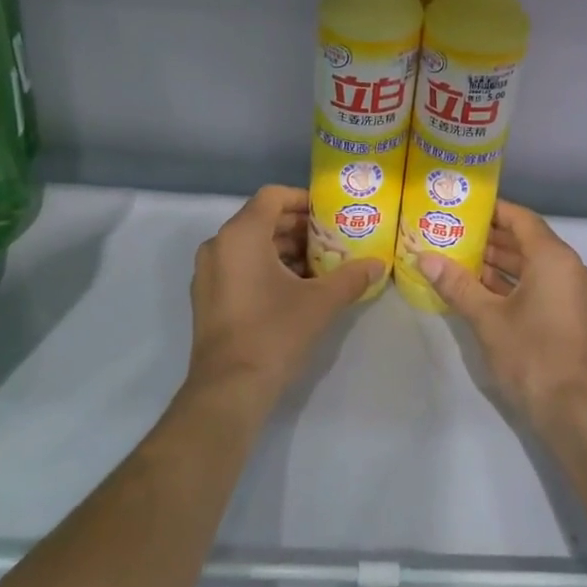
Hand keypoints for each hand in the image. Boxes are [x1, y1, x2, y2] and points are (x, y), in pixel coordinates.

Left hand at [188, 185, 379, 406]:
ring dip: (284, 249)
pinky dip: (266, 266)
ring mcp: (208, 273)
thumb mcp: (321, 302)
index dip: (302, 199)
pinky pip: (239, 266)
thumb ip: (351, 277)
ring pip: (250, 245)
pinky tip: (295, 288)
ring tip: (319, 264)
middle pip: (261, 219)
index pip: (272, 196)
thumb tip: (378, 264)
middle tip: (331, 238)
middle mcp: (218, 245)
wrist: (229, 390)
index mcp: (241, 235)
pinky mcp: (208, 297)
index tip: (329, 212)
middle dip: (298, 227)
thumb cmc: (274, 333)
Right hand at [415, 201, 586, 433]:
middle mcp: (568, 267)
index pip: (521, 219)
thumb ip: (456, 284)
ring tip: (459, 257)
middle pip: (527, 240)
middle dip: (490, 237)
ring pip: (532, 265)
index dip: (492, 211)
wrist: (574, 410)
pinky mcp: (569, 314)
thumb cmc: (531, 354)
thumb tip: (424, 258)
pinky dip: (512, 283)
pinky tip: (480, 288)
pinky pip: (539, 284)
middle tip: (452, 231)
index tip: (462, 207)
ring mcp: (572, 293)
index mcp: (554, 258)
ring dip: (499, 262)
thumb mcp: (487, 317)